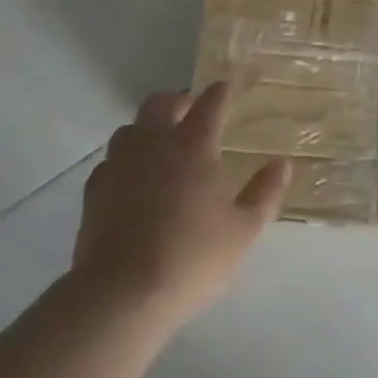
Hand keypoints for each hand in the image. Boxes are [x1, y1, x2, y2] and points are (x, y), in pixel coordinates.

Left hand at [73, 83, 289, 331]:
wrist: (122, 293)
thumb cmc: (192, 258)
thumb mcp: (243, 230)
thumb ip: (265, 193)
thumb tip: (283, 163)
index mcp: (193, 146)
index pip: (210, 103)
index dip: (223, 90)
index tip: (231, 84)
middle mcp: (153, 144)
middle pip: (161, 102)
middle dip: (180, 99)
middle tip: (194, 111)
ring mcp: (119, 165)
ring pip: (130, 128)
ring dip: (148, 127)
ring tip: (162, 144)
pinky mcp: (94, 190)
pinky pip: (111, 161)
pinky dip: (125, 161)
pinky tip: (132, 180)